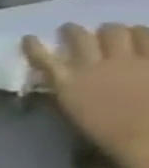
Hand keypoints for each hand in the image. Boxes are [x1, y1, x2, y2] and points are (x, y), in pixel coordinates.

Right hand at [23, 23, 148, 167]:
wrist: (146, 137)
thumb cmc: (107, 131)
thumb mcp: (74, 113)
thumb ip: (67, 93)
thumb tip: (61, 81)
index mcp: (68, 82)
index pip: (43, 57)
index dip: (34, 46)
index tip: (29, 38)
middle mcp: (94, 66)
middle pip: (81, 38)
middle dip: (75, 31)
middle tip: (74, 30)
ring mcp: (130, 61)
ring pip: (117, 32)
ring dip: (114, 30)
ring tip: (116, 31)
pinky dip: (145, 33)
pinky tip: (143, 33)